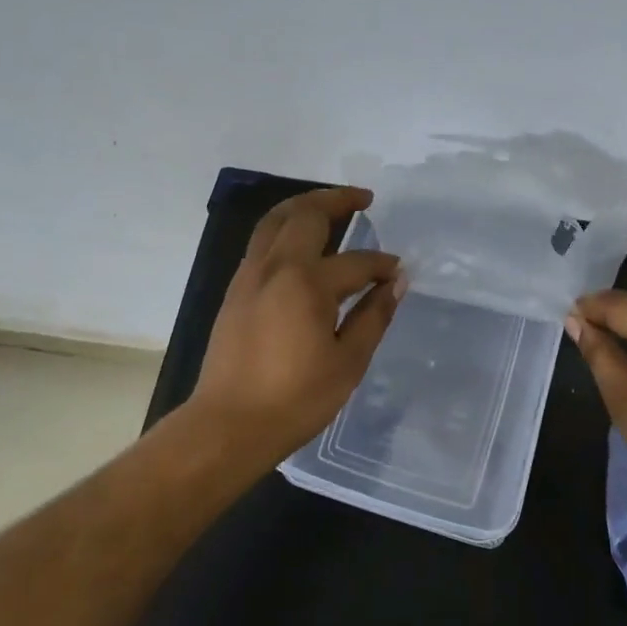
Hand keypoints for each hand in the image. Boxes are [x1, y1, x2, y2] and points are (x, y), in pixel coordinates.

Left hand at [190, 186, 404, 468]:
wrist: (228, 426)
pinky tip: (302, 243)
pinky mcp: (235, 290)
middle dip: (337, 200)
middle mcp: (275, 267)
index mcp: (306, 283)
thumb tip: (396, 284)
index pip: (355, 261)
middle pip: (305, 214)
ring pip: (275, 220)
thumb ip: (373, 316)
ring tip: (331, 206)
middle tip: (363, 199)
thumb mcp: (348, 362)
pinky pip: (262, 241)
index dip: (381, 264)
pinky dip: (285, 228)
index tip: (398, 272)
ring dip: (305, 205)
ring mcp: (249, 275)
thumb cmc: (295, 399)